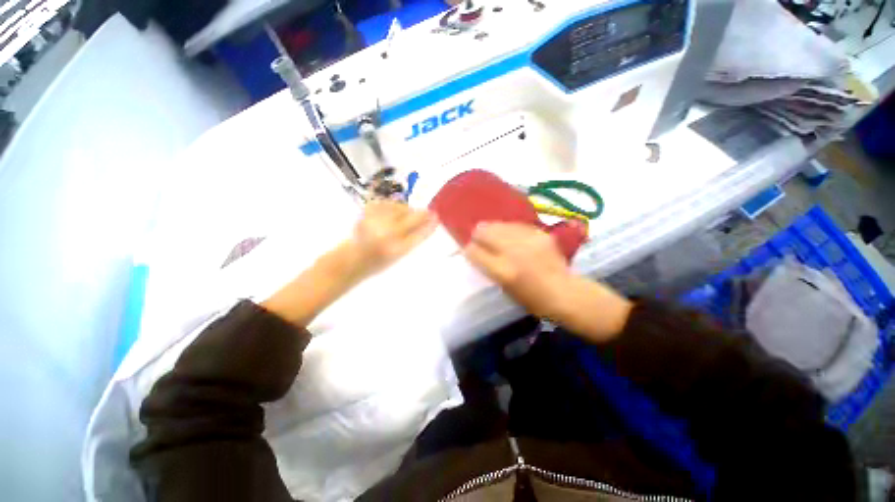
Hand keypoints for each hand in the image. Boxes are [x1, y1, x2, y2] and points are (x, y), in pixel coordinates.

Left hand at [262, 201, 435, 326]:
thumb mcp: (396, 258)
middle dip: (422, 214)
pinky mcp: (365, 215)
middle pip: (411, 218)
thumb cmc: (374, 265)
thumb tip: (425, 224)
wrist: (347, 262)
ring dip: (407, 209)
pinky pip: (385, 204)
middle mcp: (387, 235)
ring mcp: (376, 223)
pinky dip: (392, 205)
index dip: (429, 225)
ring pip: (399, 208)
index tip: (437, 218)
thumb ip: (411, 241)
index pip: (419, 234)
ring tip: (408, 213)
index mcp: (396, 250)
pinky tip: (394, 209)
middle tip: (428, 212)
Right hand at [464, 223, 572, 317]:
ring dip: (492, 228)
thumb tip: (479, 253)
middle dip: (478, 234)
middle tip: (477, 236)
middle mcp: (513, 252)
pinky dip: (509, 229)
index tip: (468, 249)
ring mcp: (528, 241)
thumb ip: (490, 269)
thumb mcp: (505, 289)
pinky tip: (509, 231)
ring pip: (501, 225)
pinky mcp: (540, 234)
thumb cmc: (532, 299)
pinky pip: (518, 226)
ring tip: (490, 230)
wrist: (565, 292)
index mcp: (503, 271)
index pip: (475, 253)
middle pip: (486, 233)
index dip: (469, 249)